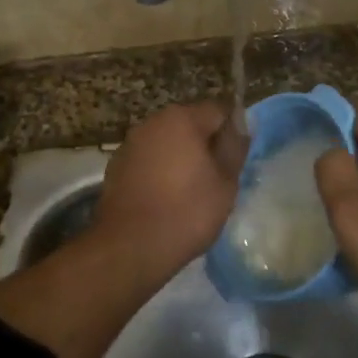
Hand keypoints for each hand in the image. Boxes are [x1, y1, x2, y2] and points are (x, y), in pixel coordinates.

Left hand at [94, 100, 246, 288]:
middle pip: (189, 124)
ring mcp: (130, 144)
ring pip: (166, 142)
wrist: (130, 247)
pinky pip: (148, 160)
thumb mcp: (225, 182)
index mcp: (182, 119)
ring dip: (180, 157)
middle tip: (217, 178)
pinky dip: (159, 171)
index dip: (232, 131)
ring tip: (191, 191)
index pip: (218, 110)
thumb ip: (235, 147)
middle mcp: (152, 122)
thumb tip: (242, 122)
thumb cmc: (187, 212)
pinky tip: (165, 199)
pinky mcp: (116, 167)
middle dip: (205, 144)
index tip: (237, 159)